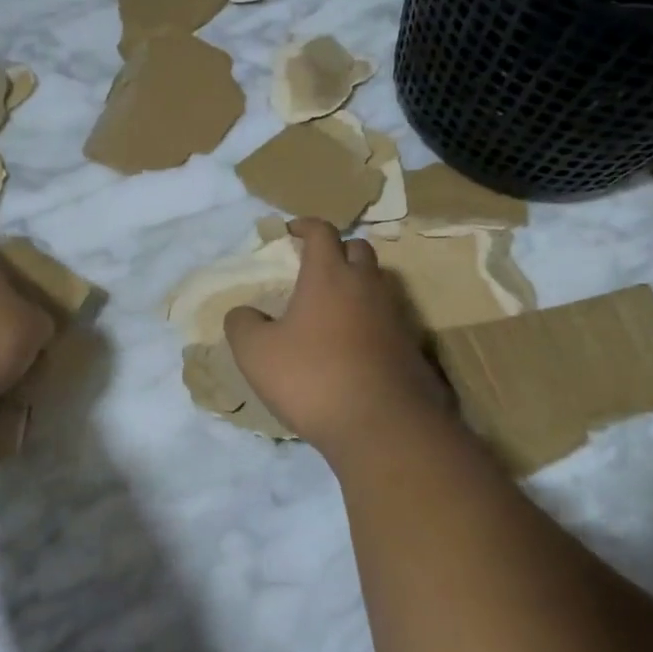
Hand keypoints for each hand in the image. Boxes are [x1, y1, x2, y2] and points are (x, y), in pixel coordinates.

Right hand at [225, 219, 451, 454]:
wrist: (382, 426)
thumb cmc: (312, 378)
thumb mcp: (256, 353)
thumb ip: (242, 325)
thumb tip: (242, 313)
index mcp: (329, 276)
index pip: (322, 232)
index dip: (305, 226)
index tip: (291, 231)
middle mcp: (366, 286)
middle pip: (359, 249)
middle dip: (338, 250)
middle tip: (316, 267)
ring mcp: (394, 316)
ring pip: (377, 284)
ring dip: (357, 285)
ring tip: (332, 307)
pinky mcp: (410, 347)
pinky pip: (388, 319)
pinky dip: (370, 320)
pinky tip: (353, 344)